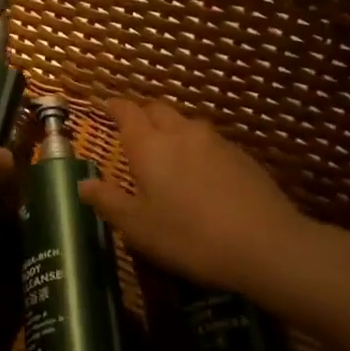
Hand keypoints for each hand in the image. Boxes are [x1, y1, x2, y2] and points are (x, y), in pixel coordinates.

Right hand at [78, 98, 305, 293]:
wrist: (266, 245)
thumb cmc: (190, 236)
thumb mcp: (139, 227)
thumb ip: (109, 201)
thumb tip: (83, 184)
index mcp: (149, 146)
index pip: (127, 112)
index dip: (114, 106)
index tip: (104, 106)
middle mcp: (181, 133)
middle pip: (157, 109)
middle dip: (141, 113)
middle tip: (132, 128)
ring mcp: (215, 142)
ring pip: (185, 123)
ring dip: (170, 128)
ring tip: (166, 150)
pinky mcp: (241, 156)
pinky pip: (209, 141)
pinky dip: (196, 147)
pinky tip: (201, 171)